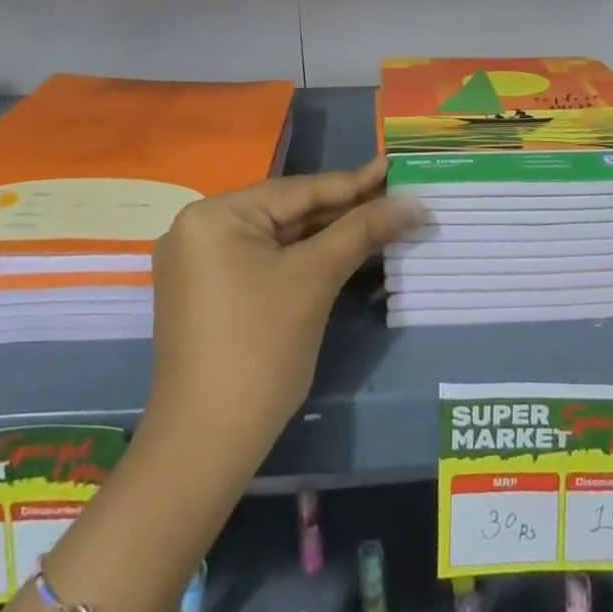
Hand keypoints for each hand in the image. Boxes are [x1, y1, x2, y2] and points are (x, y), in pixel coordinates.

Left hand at [145, 160, 424, 476]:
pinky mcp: (208, 294)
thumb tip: (414, 202)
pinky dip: (302, 260)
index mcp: (214, 215)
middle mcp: (198, 229)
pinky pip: (263, 262)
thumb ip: (362, 231)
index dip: (352, 183)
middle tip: (395, 197)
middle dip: (342, 212)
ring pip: (277, 239)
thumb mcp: (315, 279)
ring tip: (379, 220)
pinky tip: (342, 252)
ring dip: (327, 237)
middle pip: (286, 213)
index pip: (297, 190)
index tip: (393, 166)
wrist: (206, 445)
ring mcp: (199, 264)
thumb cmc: (260, 349)